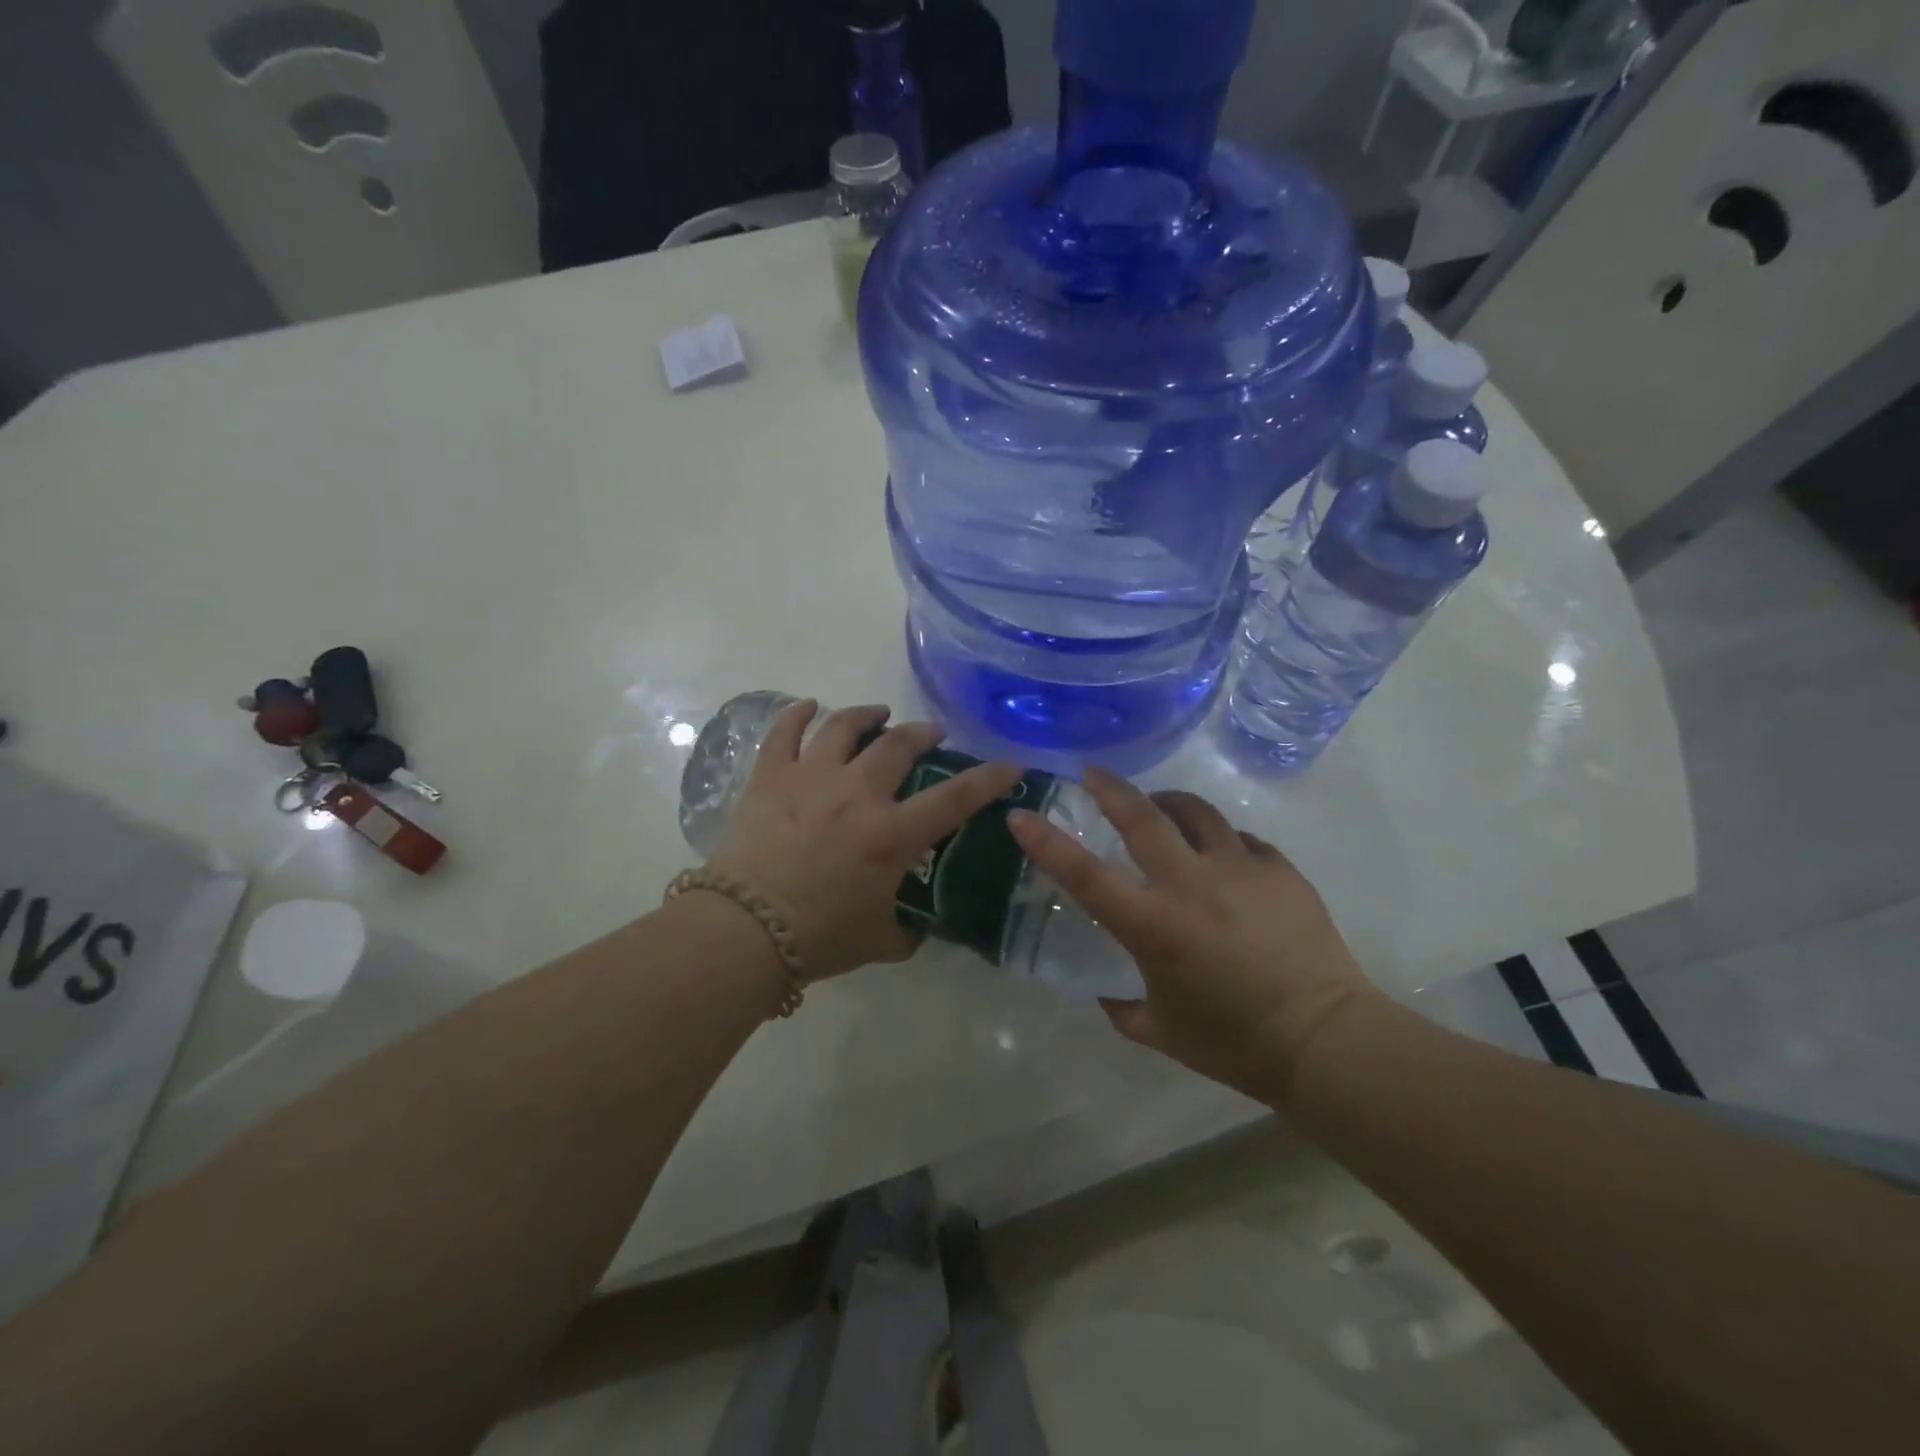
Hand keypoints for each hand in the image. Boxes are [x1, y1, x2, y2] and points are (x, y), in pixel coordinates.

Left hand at [708, 701, 1023, 979]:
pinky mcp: (770, 778)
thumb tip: (917, 926)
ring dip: (867, 714)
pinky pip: (784, 733)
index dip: (989, 779)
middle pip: (898, 745)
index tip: (1009, 764)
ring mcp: (811, 778)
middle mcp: (857, 793)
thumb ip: (907, 930)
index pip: (955, 798)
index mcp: (891, 834)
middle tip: (931, 734)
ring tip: (878, 712)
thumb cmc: (819, 938)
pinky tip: (810, 706)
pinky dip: (798, 714)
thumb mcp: (880, 941)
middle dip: (922, 733)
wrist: (744, 932)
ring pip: (844, 726)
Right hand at [1008, 768, 1378, 1103]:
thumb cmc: (1235, 1043)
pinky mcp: (1279, 870)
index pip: (1085, 875)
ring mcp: (1240, 870)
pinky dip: (1223, 841)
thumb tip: (1107, 994)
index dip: (1047, 842)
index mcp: (1154, 926)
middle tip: (1093, 773)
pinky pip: (1242, 840)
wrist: (1326, 1041)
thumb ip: (1124, 1008)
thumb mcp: (1163, 1031)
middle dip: (1111, 788)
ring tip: (1161, 807)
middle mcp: (1191, 885)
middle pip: (1143, 817)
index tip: (1021, 816)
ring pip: (1196, 812)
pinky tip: (1224, 858)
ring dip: (1169, 804)